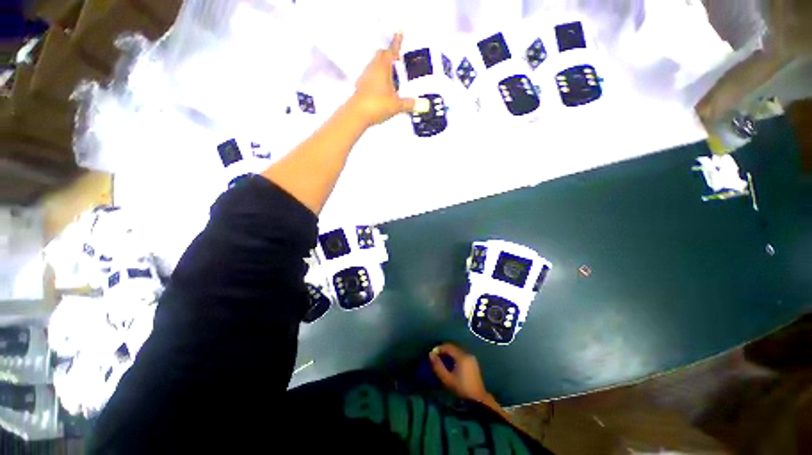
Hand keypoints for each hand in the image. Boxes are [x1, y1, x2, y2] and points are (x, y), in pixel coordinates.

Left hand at [350, 32, 414, 126]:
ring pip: (375, 65)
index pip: (391, 51)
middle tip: (398, 60)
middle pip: (380, 55)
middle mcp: (373, 68)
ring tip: (393, 77)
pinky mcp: (361, 86)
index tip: (400, 32)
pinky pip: (371, 76)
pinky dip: (378, 78)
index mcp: (383, 67)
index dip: (397, 42)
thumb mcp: (397, 105)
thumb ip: (410, 104)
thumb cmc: (378, 104)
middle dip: (389, 55)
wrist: (357, 115)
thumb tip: (423, 105)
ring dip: (383, 67)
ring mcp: (365, 77)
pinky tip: (383, 89)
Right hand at [429, 343, 492, 404]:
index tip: (432, 354)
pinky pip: (461, 356)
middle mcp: (467, 354)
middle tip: (436, 357)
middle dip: (444, 351)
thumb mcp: (447, 379)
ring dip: (449, 354)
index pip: (448, 346)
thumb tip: (430, 354)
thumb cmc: (461, 389)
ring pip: (457, 352)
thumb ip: (438, 366)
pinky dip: (455, 357)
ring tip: (442, 361)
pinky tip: (451, 364)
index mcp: (462, 356)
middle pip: (453, 348)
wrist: (478, 400)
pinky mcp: (473, 363)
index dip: (439, 348)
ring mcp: (472, 358)